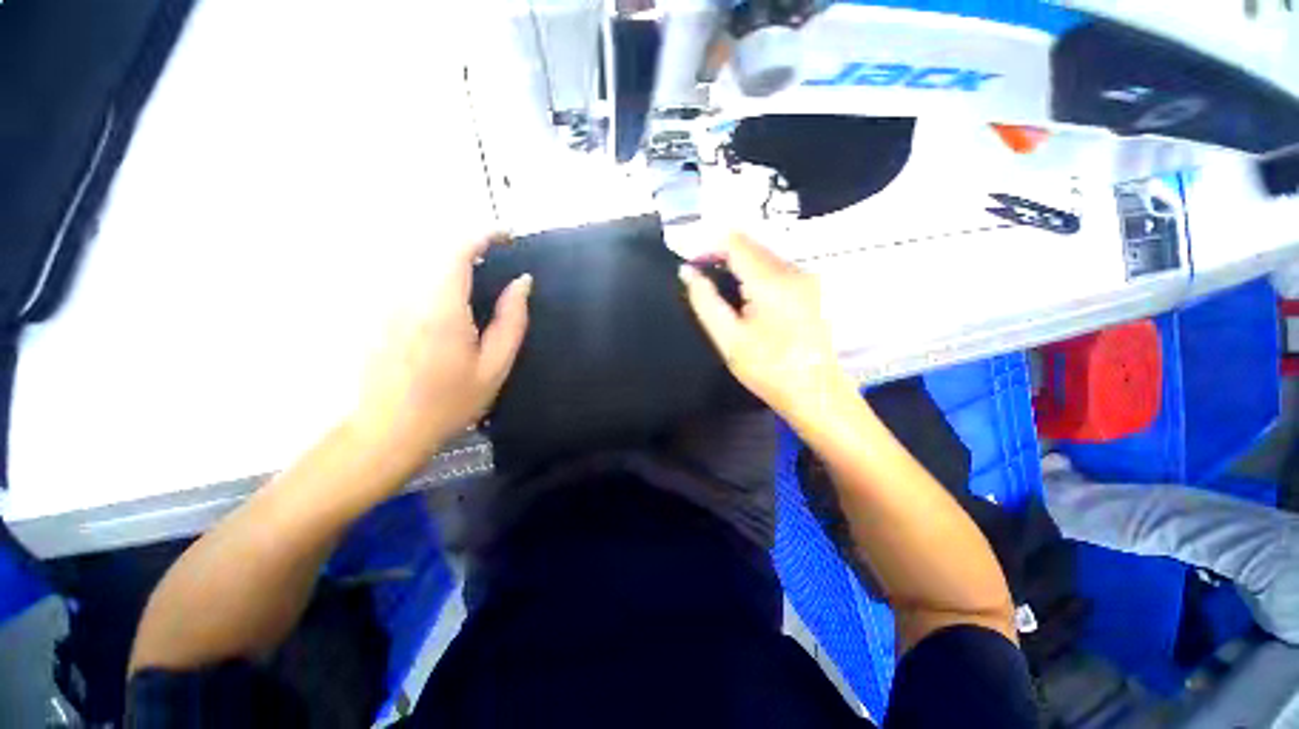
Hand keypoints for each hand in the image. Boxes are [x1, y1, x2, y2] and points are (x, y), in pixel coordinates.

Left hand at [348, 235, 530, 472]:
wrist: (389, 430)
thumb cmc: (450, 402)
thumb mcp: (495, 366)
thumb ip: (512, 321)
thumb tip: (522, 283)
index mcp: (442, 308)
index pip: (457, 251)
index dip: (483, 235)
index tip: (507, 235)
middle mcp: (409, 297)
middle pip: (438, 253)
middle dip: (471, 249)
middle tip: (500, 263)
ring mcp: (388, 304)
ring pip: (423, 266)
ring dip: (454, 265)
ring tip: (480, 284)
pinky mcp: (380, 314)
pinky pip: (412, 282)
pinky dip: (437, 280)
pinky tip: (451, 307)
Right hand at [680, 233, 855, 423]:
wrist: (816, 392)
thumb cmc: (768, 369)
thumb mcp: (728, 339)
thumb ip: (705, 301)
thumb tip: (688, 273)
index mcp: (771, 281)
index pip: (736, 242)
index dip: (710, 246)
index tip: (694, 266)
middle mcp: (793, 270)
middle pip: (752, 246)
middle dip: (724, 257)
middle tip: (705, 281)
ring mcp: (807, 278)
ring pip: (766, 257)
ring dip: (741, 267)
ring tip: (725, 294)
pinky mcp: (813, 289)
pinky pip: (778, 270)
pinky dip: (758, 276)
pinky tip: (750, 301)